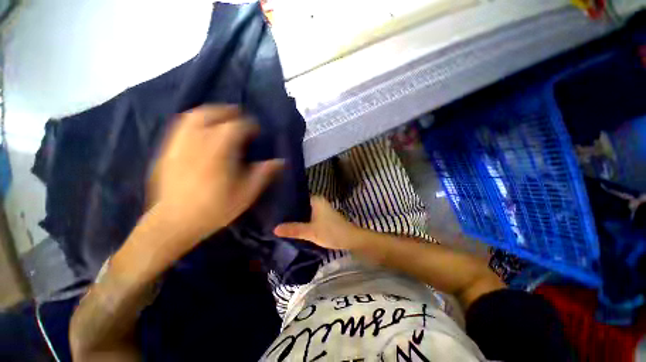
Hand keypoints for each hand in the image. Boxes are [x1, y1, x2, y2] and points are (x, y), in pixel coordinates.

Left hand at [148, 105, 282, 243]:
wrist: (174, 222)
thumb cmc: (215, 209)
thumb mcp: (246, 194)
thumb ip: (263, 174)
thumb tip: (281, 161)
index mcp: (219, 151)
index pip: (236, 127)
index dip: (249, 125)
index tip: (257, 130)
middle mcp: (197, 141)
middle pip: (211, 114)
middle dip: (228, 111)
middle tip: (239, 116)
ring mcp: (179, 144)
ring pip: (193, 116)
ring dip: (210, 112)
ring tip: (221, 118)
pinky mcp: (167, 150)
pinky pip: (180, 126)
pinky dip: (194, 121)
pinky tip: (201, 129)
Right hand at [274, 196, 361, 249]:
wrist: (350, 239)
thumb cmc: (331, 232)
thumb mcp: (311, 232)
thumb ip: (293, 229)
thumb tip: (274, 229)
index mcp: (316, 200)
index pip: (297, 196)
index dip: (286, 201)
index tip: (274, 206)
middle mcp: (318, 202)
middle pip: (300, 204)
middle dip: (290, 210)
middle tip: (275, 215)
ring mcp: (321, 209)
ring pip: (305, 211)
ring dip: (296, 216)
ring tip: (280, 220)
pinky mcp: (322, 217)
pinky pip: (309, 216)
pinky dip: (302, 220)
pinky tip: (293, 225)